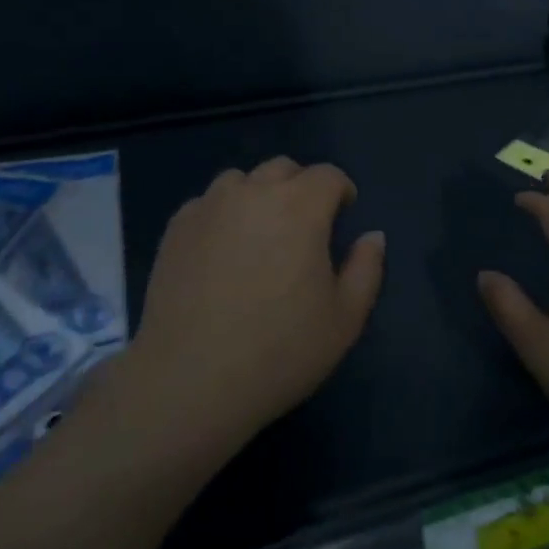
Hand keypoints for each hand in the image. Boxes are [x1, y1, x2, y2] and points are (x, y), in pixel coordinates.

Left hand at [125, 157, 384, 456]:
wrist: (190, 378)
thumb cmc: (279, 351)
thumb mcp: (344, 320)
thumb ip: (366, 269)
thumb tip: (372, 235)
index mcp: (299, 207)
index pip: (327, 175)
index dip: (340, 191)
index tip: (342, 214)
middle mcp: (253, 193)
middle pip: (283, 169)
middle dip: (300, 188)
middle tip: (303, 227)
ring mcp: (209, 206)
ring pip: (241, 181)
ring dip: (258, 196)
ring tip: (259, 236)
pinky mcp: (176, 227)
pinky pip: (207, 204)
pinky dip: (222, 215)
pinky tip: (220, 253)